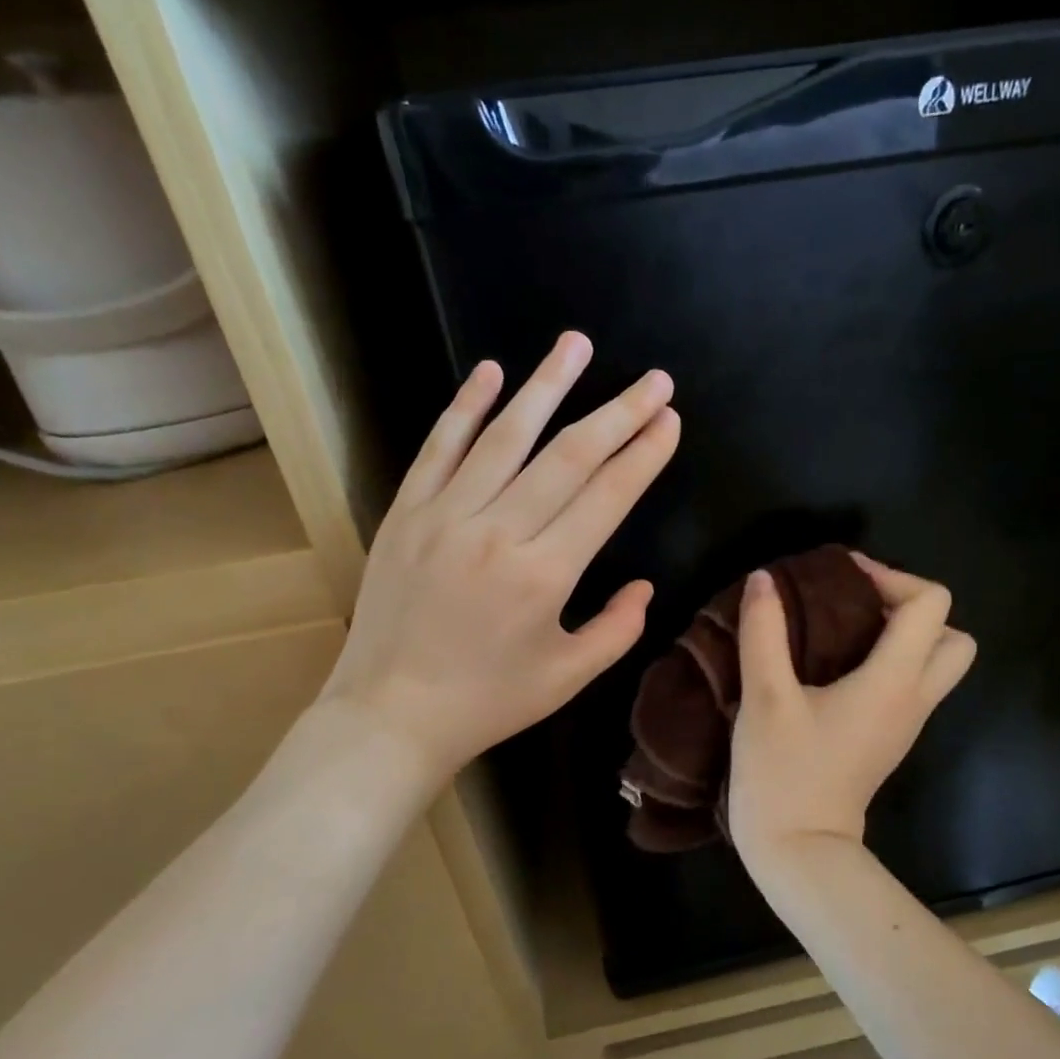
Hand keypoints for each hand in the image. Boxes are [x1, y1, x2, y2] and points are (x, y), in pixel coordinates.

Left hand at [317, 331, 679, 781]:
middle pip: (569, 456)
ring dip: (547, 386)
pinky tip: (492, 372)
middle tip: (653, 379)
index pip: (608, 496)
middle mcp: (498, 532)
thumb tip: (644, 585)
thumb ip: (617, 630)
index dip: (644, 454)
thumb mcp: (568, 677)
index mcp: (545, 574)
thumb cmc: (487, 702)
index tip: (669, 420)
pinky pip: (439, 448)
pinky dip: (466, 407)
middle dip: (619, 412)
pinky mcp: (406, 513)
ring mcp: (445, 515)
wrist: (390, 714)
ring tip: (577, 345)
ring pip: (505, 436)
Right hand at [729, 554, 974, 859]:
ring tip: (843, 628)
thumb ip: (764, 632)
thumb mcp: (764, 697)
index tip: (840, 578)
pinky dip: (887, 660)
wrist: (798, 849)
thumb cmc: (783, 772)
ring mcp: (906, 722)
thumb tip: (764, 579)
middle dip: (911, 607)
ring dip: (901, 634)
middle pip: (952, 635)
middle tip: (857, 605)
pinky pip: (910, 684)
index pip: (930, 603)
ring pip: (935, 662)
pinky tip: (835, 663)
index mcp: (894, 681)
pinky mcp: (888, 738)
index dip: (890, 576)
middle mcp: (914, 698)